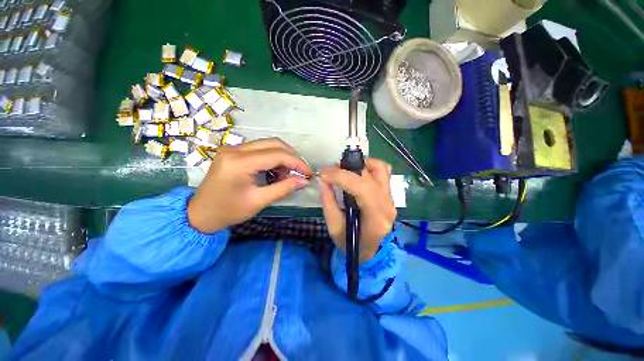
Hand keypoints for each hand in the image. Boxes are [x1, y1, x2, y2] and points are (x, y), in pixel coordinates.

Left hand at [187, 138, 312, 232]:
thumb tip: (304, 181)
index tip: (308, 173)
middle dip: (292, 157)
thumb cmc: (228, 211)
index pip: (277, 155)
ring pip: (268, 144)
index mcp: (239, 162)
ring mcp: (233, 148)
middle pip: (273, 143)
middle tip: (300, 172)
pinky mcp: (234, 151)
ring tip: (286, 175)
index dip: (297, 162)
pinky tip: (275, 171)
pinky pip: (260, 149)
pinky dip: (273, 158)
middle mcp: (235, 149)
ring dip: (283, 157)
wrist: (200, 214)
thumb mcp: (259, 201)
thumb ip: (283, 188)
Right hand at [319, 159, 396, 262]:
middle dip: (346, 169)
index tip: (324, 174)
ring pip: (380, 169)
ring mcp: (390, 198)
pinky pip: (383, 172)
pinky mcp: (389, 194)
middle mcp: (387, 205)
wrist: (372, 251)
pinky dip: (369, 166)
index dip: (341, 177)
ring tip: (344, 169)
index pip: (362, 188)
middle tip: (330, 171)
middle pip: (370, 176)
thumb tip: (323, 180)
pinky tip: (356, 172)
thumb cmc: (351, 244)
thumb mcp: (334, 228)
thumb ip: (328, 202)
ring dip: (360, 164)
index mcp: (375, 219)